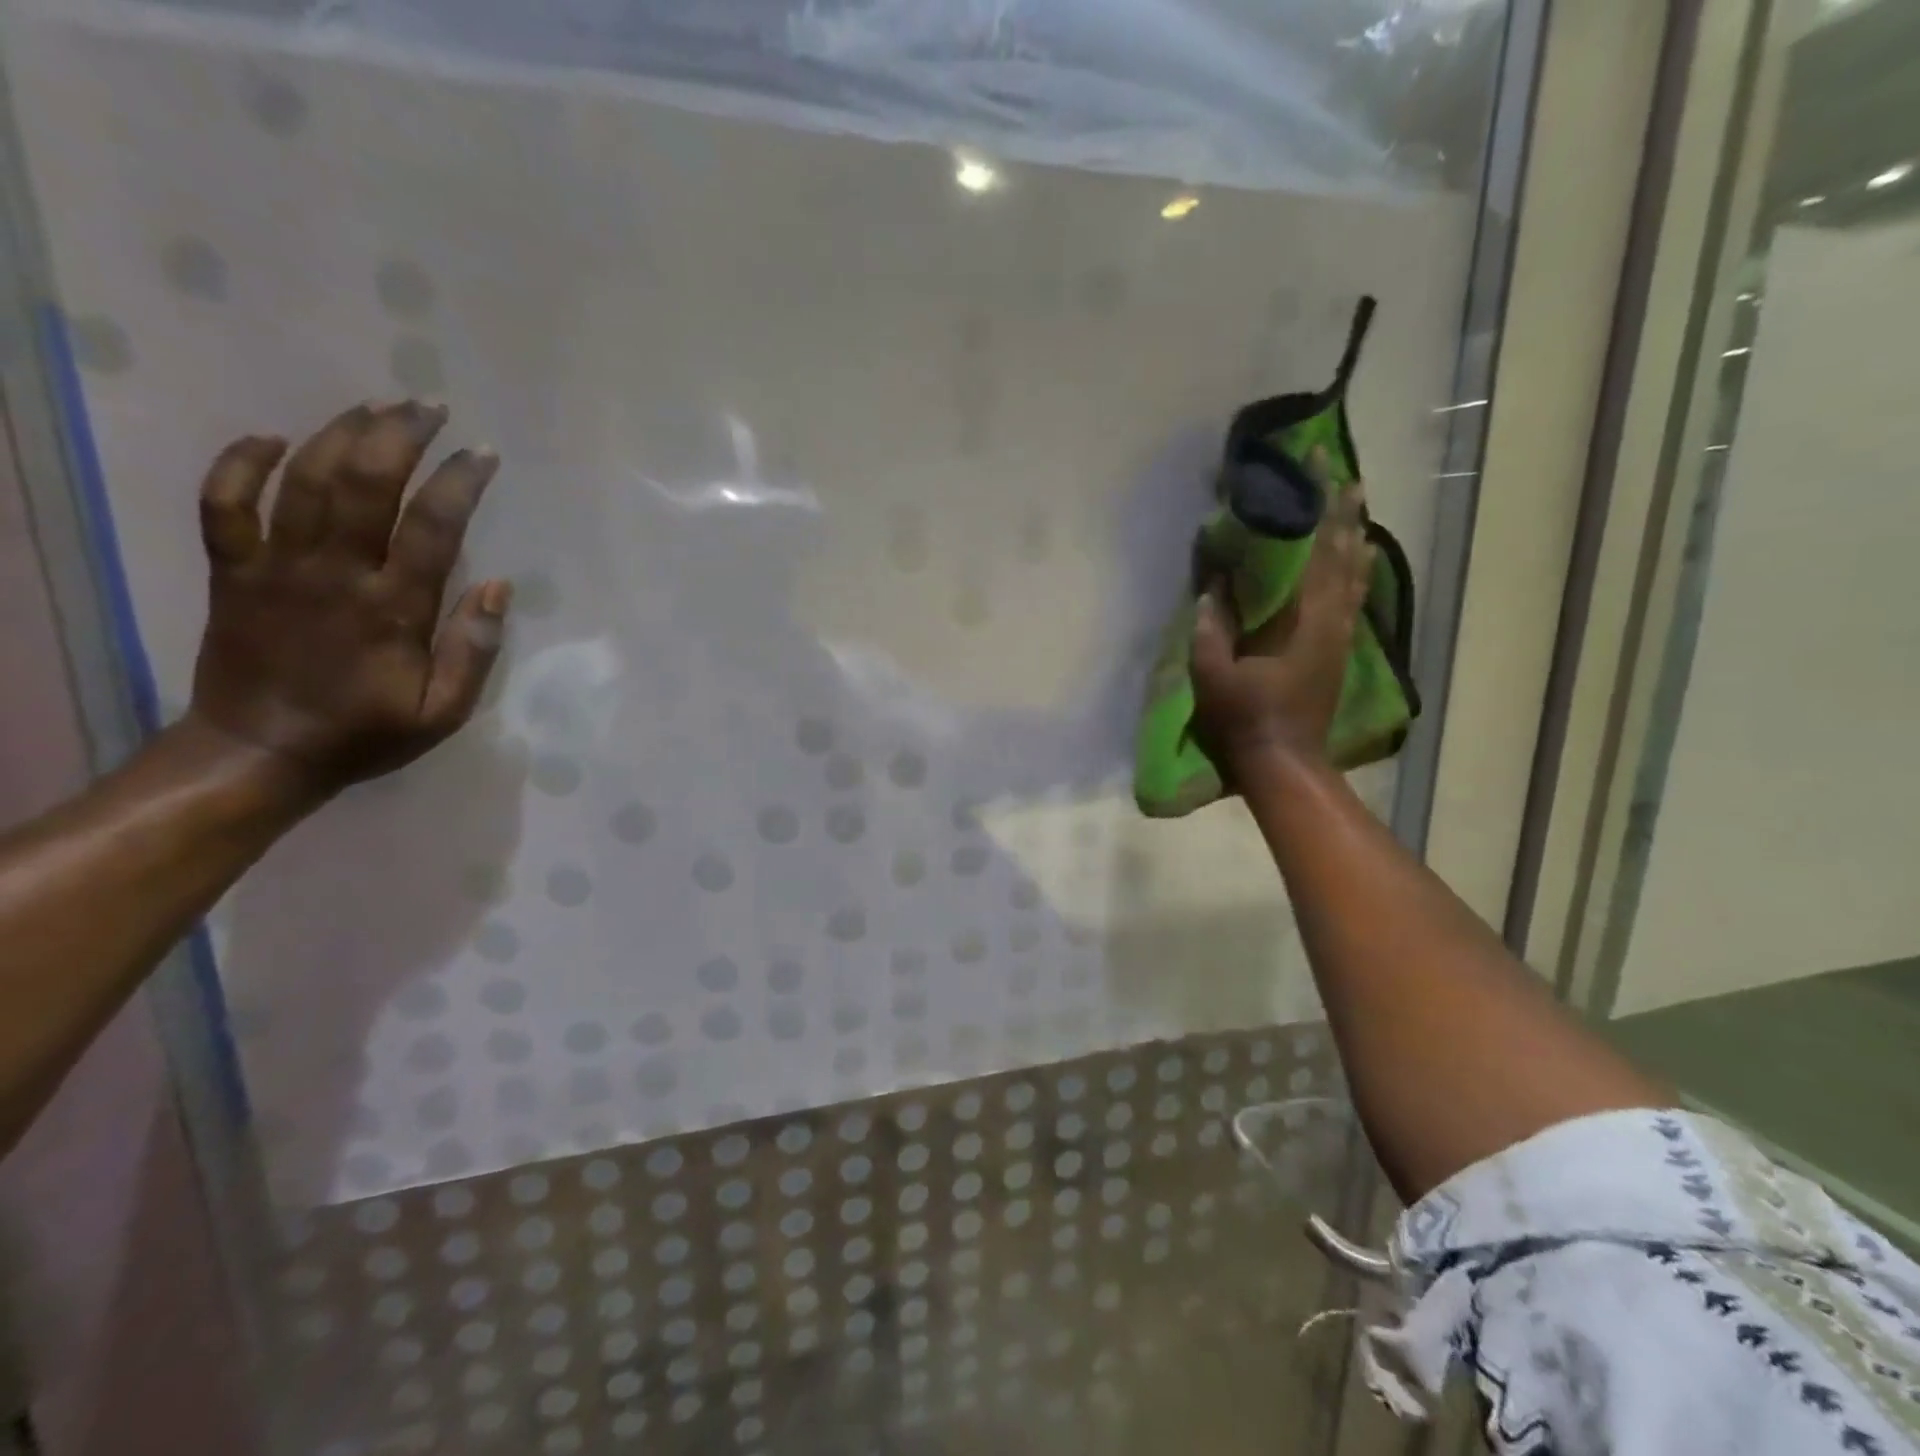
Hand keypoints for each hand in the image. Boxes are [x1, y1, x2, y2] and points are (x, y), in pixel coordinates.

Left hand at [184, 400, 510, 800]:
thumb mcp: (444, 711)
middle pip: (364, 484)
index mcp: (393, 609)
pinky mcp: (233, 571)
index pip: (433, 527)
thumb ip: (475, 650)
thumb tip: (500, 588)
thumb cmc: (366, 732)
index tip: (482, 454)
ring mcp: (276, 567)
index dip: (460, 482)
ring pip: (301, 480)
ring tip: (374, 407)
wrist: (260, 752)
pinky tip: (271, 438)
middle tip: (427, 406)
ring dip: (339, 434)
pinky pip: (224, 503)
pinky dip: (240, 463)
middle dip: (399, 436)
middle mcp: (334, 574)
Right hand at [1190, 478, 1373, 777]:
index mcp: (1305, 620)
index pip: (1317, 551)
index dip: (1320, 508)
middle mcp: (1332, 620)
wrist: (1285, 763)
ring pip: (1356, 576)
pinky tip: (1357, 562)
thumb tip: (1213, 587)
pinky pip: (1354, 599)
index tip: (1323, 469)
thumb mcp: (1214, 674)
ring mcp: (1340, 636)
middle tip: (1347, 477)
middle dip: (1345, 514)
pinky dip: (1357, 572)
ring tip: (1357, 508)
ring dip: (1356, 539)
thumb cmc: (1247, 718)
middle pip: (1345, 556)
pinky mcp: (1339, 651)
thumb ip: (1212, 628)